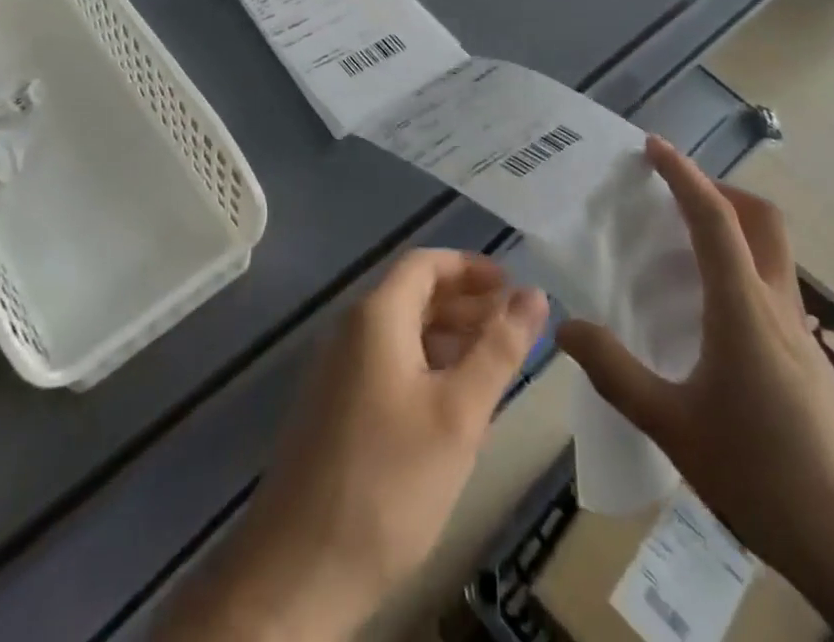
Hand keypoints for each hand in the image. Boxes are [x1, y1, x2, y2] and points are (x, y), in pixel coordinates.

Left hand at [163, 249, 547, 641]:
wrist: (299, 571)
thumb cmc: (389, 482)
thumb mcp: (459, 414)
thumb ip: (499, 349)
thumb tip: (534, 294)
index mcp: (375, 316)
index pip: (424, 263)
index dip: (470, 267)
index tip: (512, 287)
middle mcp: (350, 330)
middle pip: (412, 294)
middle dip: (464, 303)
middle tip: (513, 327)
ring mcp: (337, 370)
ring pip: (400, 332)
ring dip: (447, 337)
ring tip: (493, 364)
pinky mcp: (333, 407)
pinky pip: (385, 364)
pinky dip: (424, 366)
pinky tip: (452, 405)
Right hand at [557, 138, 833, 580]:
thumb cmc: (767, 480)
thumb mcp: (675, 429)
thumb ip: (617, 374)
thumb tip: (566, 328)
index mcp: (744, 309)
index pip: (714, 219)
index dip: (683, 174)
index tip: (652, 146)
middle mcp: (777, 308)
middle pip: (762, 220)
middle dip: (720, 189)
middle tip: (674, 191)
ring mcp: (803, 336)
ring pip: (772, 253)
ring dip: (732, 228)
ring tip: (681, 248)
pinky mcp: (812, 364)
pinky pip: (772, 289)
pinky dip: (740, 271)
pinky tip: (710, 317)